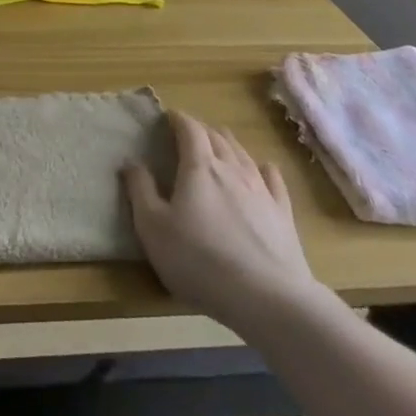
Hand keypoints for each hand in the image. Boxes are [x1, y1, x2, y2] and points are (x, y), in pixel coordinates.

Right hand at [123, 110, 322, 325]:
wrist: (266, 297)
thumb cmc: (199, 260)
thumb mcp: (153, 227)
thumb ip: (140, 191)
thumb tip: (131, 162)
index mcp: (199, 167)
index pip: (189, 129)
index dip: (178, 119)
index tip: (168, 117)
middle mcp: (232, 169)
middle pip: (217, 137)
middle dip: (202, 130)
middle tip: (190, 132)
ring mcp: (261, 190)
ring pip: (244, 154)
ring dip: (229, 143)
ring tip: (221, 141)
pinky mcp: (283, 213)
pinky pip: (274, 180)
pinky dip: (264, 169)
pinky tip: (265, 168)